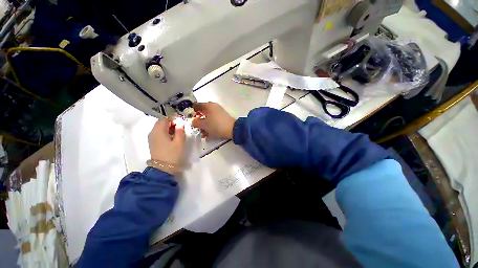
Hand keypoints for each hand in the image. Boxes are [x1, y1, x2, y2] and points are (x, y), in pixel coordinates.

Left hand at [148, 118, 185, 165]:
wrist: (163, 169)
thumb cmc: (173, 154)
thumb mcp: (179, 141)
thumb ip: (180, 130)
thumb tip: (180, 122)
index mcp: (158, 130)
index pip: (165, 118)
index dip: (174, 119)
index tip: (182, 123)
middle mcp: (152, 132)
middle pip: (161, 122)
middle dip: (171, 123)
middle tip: (181, 128)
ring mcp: (151, 138)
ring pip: (160, 127)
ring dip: (169, 128)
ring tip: (178, 133)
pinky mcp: (153, 142)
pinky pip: (159, 133)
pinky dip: (166, 132)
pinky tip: (172, 138)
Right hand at [191, 102, 235, 138]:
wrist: (232, 129)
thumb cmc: (216, 125)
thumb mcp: (204, 125)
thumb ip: (196, 122)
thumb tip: (192, 121)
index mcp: (208, 106)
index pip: (196, 105)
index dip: (191, 111)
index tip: (189, 118)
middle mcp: (214, 107)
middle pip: (203, 113)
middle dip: (198, 121)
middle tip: (196, 127)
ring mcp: (219, 113)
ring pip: (208, 118)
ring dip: (204, 126)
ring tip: (202, 134)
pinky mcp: (222, 119)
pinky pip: (214, 121)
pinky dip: (210, 127)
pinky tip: (208, 135)